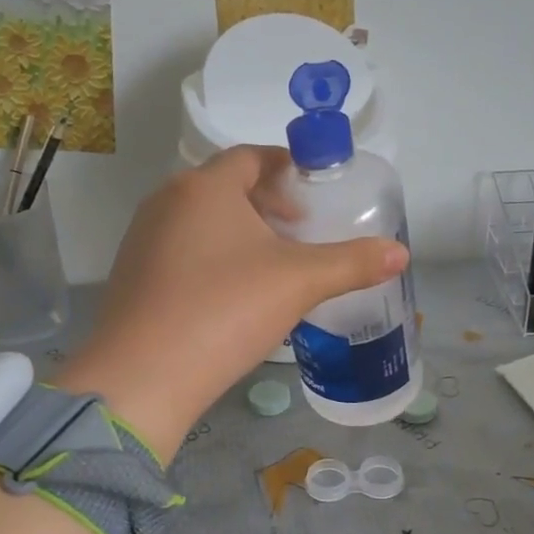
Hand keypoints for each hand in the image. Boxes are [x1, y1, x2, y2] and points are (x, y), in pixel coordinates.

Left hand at [56, 146, 406, 457]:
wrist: (143, 377)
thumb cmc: (225, 310)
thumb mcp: (299, 282)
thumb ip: (352, 262)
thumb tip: (400, 252)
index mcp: (205, 186)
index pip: (251, 156)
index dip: (287, 166)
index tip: (315, 190)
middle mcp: (167, 201)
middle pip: (225, 187)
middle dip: (267, 202)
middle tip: (302, 229)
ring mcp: (143, 239)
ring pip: (201, 220)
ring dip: (240, 232)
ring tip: (273, 264)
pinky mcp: (132, 276)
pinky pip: (182, 251)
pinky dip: (212, 258)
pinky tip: (232, 296)